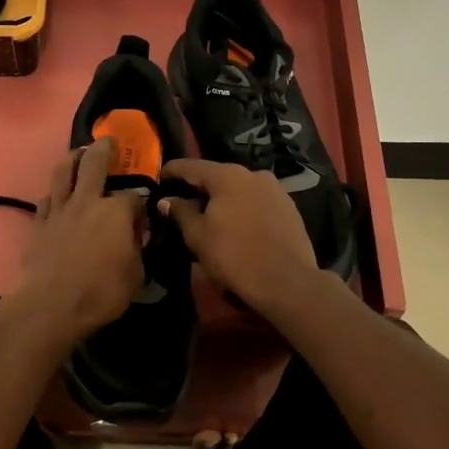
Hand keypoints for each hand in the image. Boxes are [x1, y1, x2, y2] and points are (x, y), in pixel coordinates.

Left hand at [9, 140, 145, 341]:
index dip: (140, 205)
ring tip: (78, 153)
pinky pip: (46, 199)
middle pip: (95, 163)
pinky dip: (54, 193)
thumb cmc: (101, 292)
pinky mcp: (39, 223)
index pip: (134, 197)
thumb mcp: (136, 275)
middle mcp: (87, 200)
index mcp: (116, 211)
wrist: (52, 304)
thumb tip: (135, 237)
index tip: (142, 216)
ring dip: (72, 158)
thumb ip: (137, 250)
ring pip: (63, 172)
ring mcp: (60, 209)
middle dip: (104, 149)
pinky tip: (57, 195)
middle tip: (108, 142)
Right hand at [157, 158, 325, 316]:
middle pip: (218, 176)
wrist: (286, 281)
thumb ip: (181, 212)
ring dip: (222, 199)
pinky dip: (242, 208)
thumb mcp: (198, 236)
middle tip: (182, 201)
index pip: (191, 166)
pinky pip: (257, 202)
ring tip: (209, 216)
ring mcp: (275, 190)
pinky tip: (236, 225)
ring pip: (239, 189)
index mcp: (228, 176)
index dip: (172, 171)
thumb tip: (167, 200)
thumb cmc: (234, 256)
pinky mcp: (289, 208)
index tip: (159, 177)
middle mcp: (253, 174)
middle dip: (199, 187)